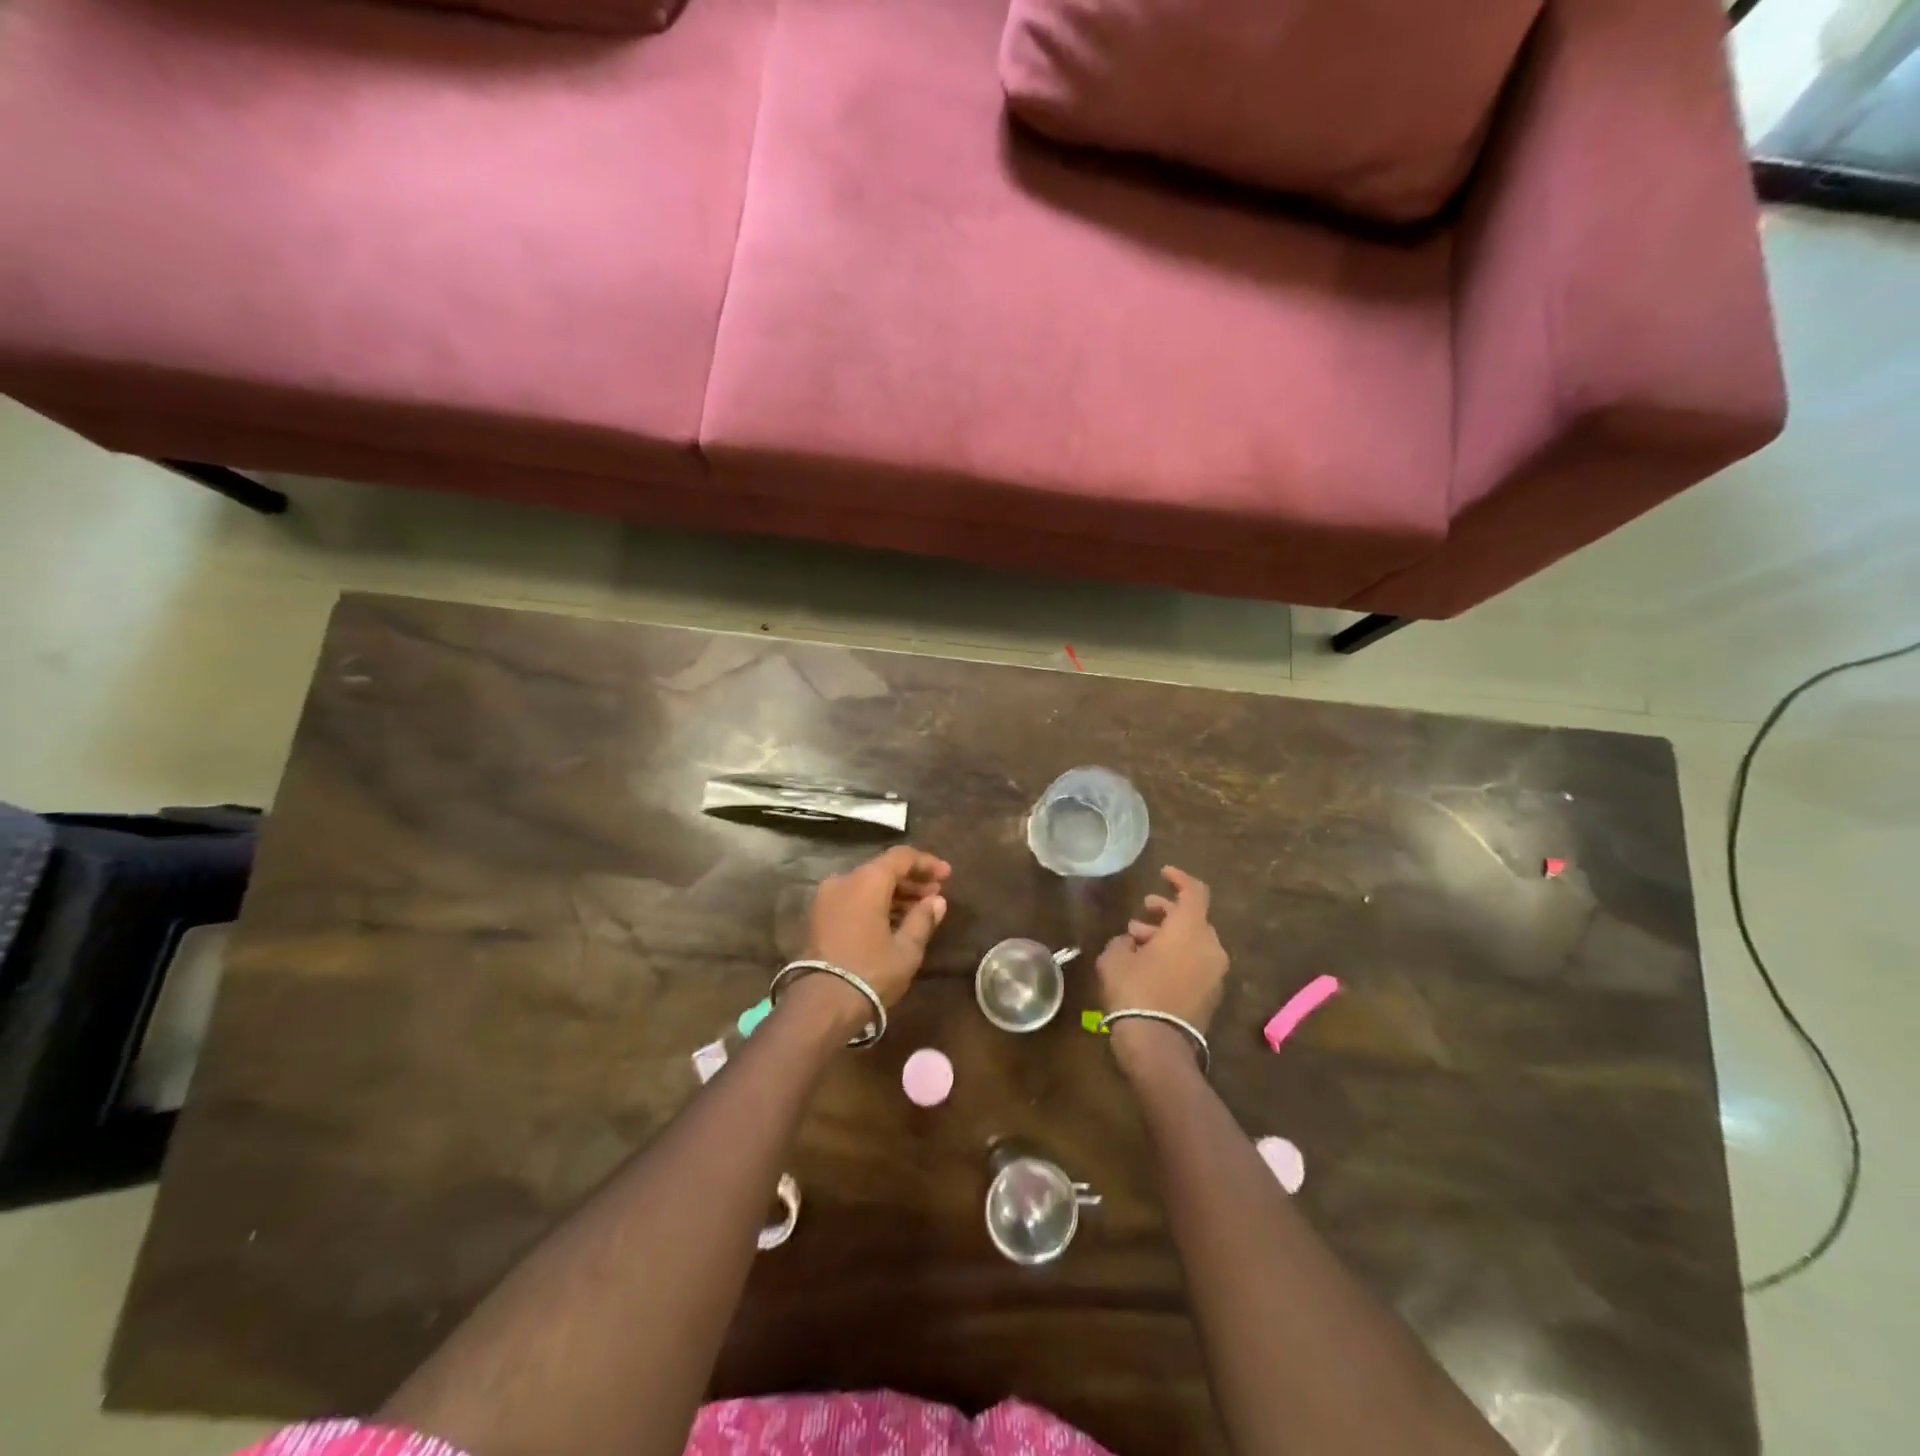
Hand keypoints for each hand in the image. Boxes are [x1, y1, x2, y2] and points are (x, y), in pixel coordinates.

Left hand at [803, 846, 951, 1009]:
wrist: (821, 1004)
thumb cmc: (871, 972)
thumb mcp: (906, 949)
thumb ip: (923, 919)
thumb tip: (937, 901)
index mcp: (867, 880)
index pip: (901, 857)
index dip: (927, 863)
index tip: (947, 875)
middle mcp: (844, 880)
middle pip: (883, 869)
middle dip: (911, 880)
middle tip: (936, 894)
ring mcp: (827, 897)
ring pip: (867, 884)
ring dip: (894, 893)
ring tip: (920, 909)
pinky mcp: (819, 916)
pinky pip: (854, 898)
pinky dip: (875, 903)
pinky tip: (895, 920)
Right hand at [1097, 866, 1228, 1035]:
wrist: (1157, 1045)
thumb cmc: (1134, 991)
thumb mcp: (1115, 958)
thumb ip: (1123, 941)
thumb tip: (1130, 942)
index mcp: (1190, 929)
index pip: (1194, 892)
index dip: (1179, 878)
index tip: (1162, 873)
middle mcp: (1210, 947)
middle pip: (1193, 918)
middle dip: (1167, 913)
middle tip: (1142, 913)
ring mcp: (1215, 973)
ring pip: (1194, 942)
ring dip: (1169, 937)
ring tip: (1137, 943)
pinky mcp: (1212, 995)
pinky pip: (1196, 963)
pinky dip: (1177, 957)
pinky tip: (1149, 967)